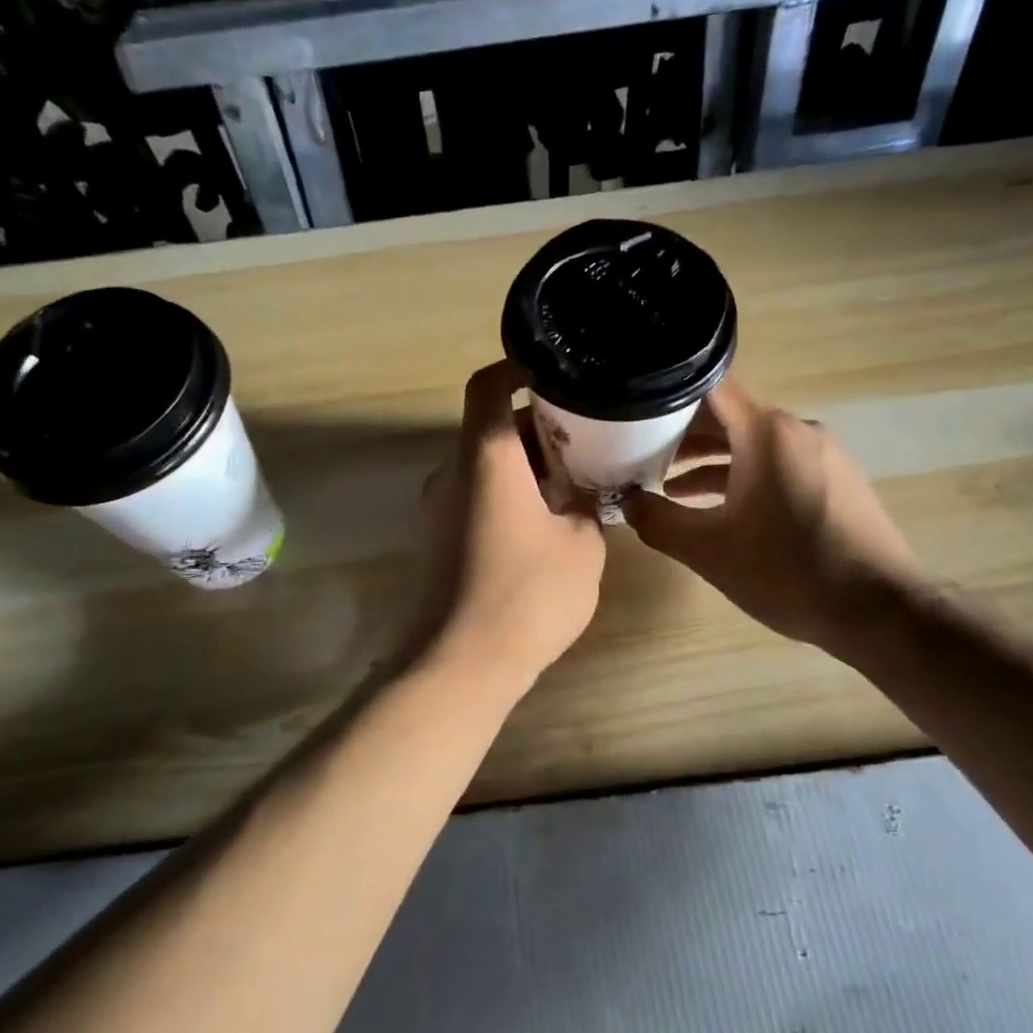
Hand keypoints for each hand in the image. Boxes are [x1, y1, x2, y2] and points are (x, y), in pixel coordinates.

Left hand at [407, 361, 606, 680]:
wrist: (459, 664)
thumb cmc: (527, 594)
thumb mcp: (582, 546)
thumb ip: (589, 506)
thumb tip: (587, 493)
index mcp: (485, 456)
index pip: (489, 385)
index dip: (519, 367)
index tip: (557, 371)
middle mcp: (453, 472)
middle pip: (492, 426)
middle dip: (540, 424)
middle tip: (591, 434)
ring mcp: (441, 507)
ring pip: (488, 464)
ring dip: (529, 463)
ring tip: (579, 478)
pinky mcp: (441, 539)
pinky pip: (479, 496)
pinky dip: (512, 493)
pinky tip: (551, 519)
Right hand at [623, 378, 920, 659]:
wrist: (880, 611)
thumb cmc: (788, 572)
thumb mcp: (708, 550)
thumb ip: (657, 521)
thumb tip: (624, 501)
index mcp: (767, 433)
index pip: (710, 386)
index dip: (669, 392)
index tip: (635, 407)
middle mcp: (798, 430)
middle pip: (730, 415)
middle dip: (683, 434)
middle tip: (640, 453)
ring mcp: (824, 454)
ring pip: (755, 442)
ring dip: (713, 460)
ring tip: (670, 486)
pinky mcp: (837, 480)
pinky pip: (780, 463)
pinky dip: (745, 475)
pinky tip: (722, 508)